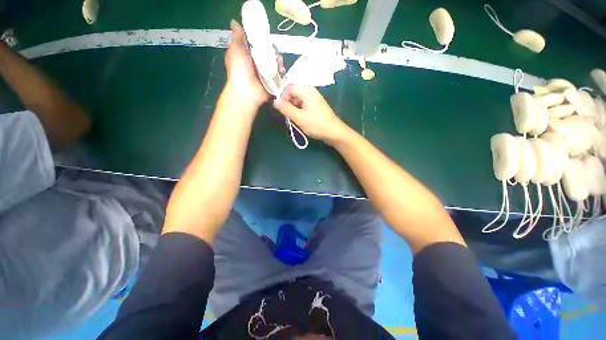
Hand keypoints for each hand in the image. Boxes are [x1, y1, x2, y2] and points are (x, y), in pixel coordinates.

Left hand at [224, 19, 283, 108]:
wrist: (246, 91)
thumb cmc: (239, 69)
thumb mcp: (235, 49)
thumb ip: (237, 37)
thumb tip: (234, 22)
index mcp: (248, 55)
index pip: (258, 44)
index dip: (263, 39)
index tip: (266, 36)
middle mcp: (257, 64)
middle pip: (269, 53)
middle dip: (273, 51)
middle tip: (274, 51)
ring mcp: (266, 74)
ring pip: (275, 63)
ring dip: (278, 61)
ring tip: (278, 62)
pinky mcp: (272, 82)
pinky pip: (279, 75)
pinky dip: (281, 72)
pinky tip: (281, 70)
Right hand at [273, 84, 348, 143]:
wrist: (334, 132)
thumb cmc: (316, 124)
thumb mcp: (298, 117)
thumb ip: (286, 108)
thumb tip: (274, 101)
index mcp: (306, 90)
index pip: (289, 87)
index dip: (282, 96)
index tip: (281, 109)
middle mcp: (310, 91)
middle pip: (294, 93)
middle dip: (288, 103)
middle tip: (287, 116)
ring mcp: (314, 99)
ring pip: (298, 100)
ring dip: (293, 109)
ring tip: (294, 120)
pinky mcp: (316, 106)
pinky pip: (304, 105)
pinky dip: (300, 111)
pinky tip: (300, 120)